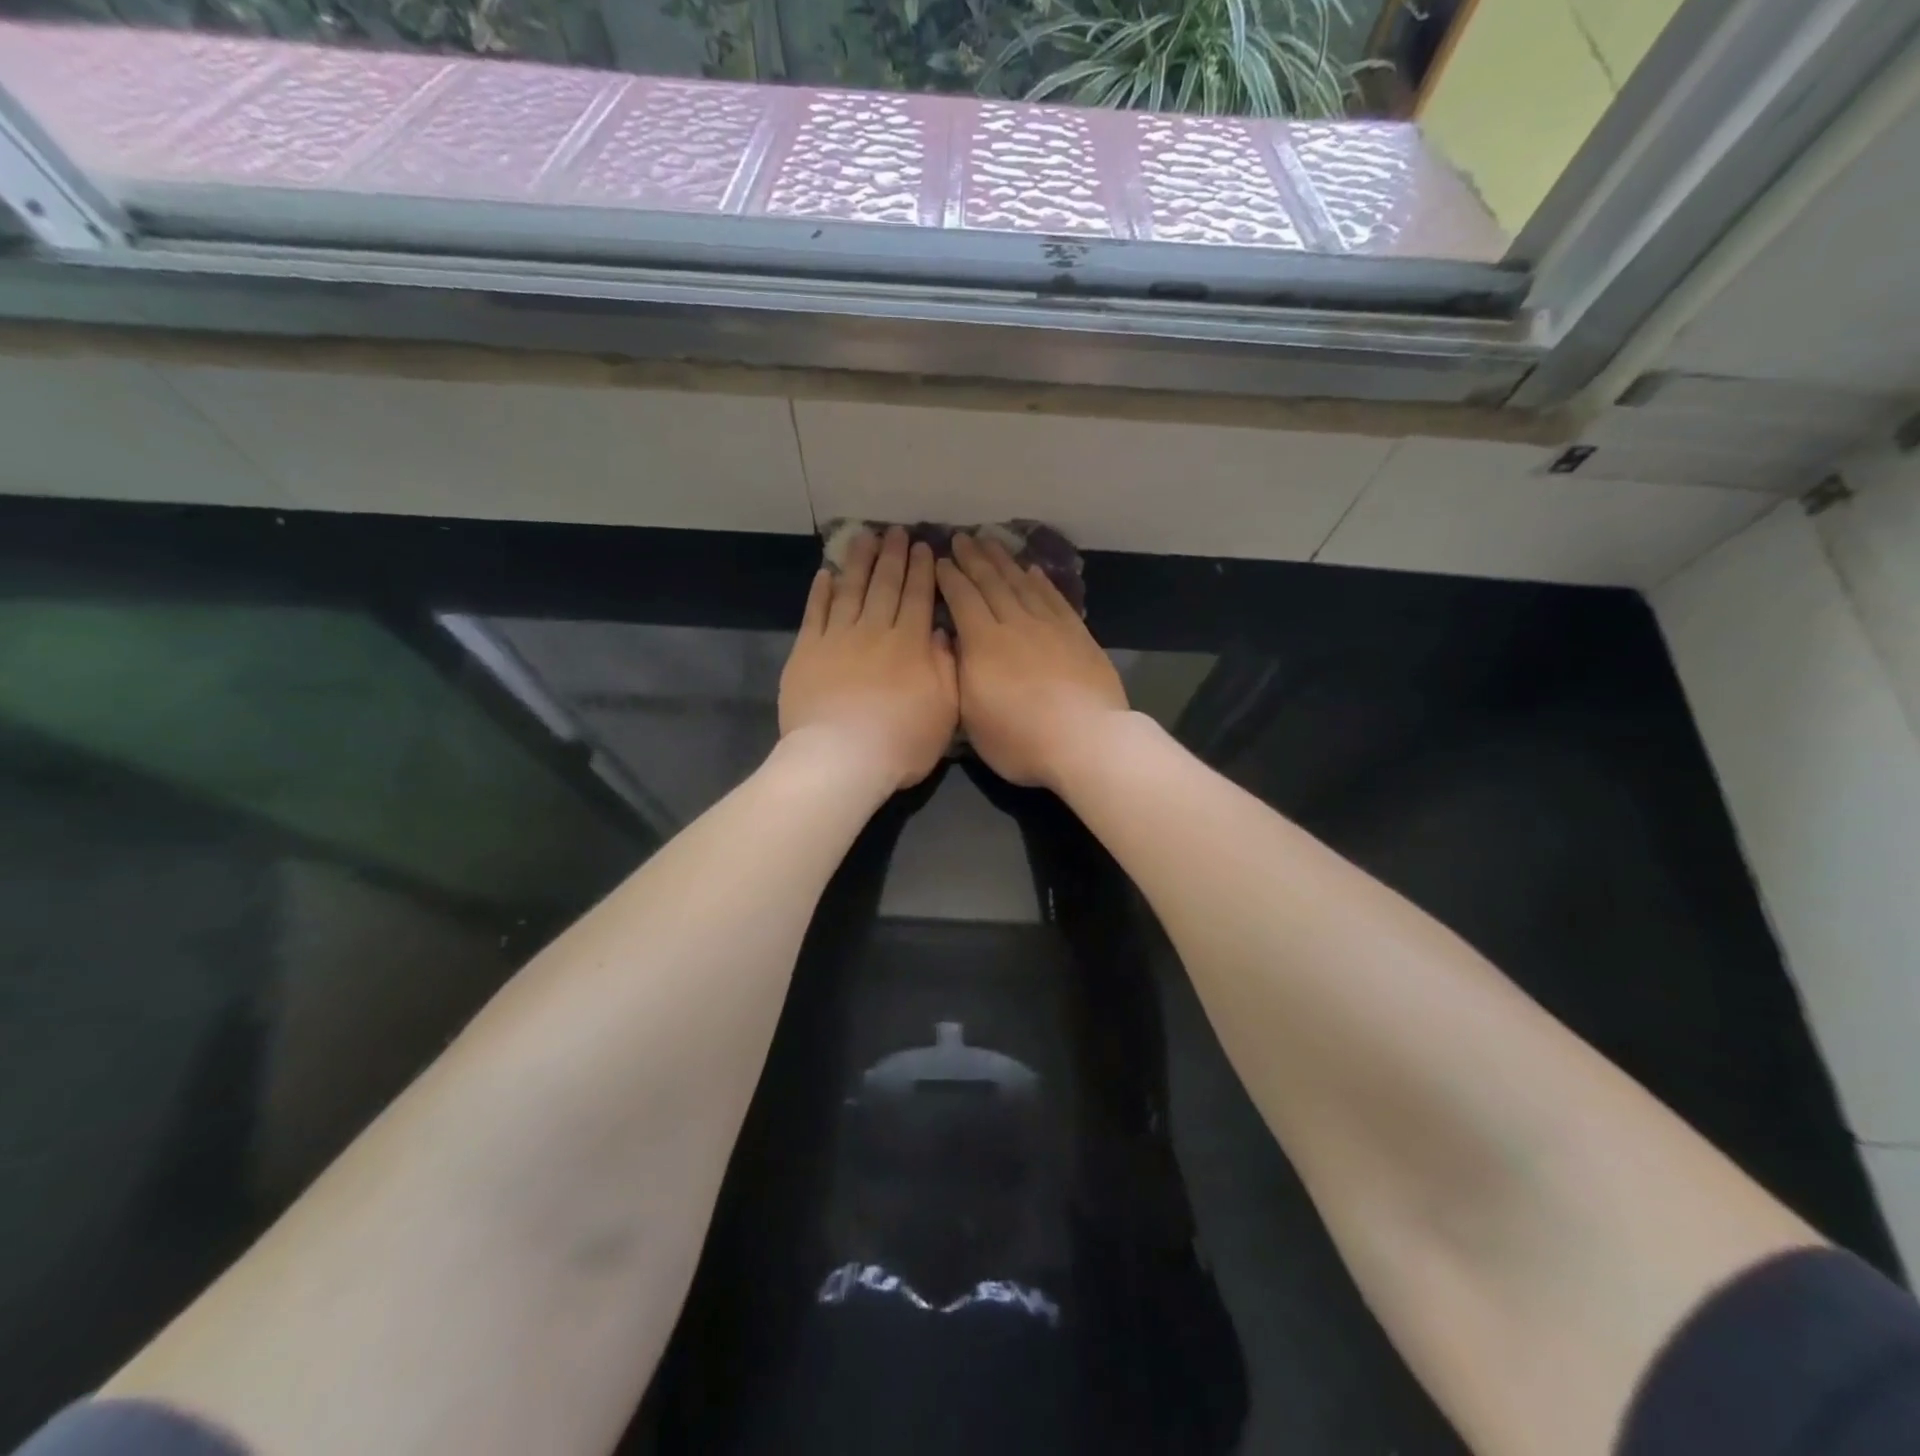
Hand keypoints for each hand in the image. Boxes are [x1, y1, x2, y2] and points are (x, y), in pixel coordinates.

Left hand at [779, 526, 958, 790]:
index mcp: (909, 645)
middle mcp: (874, 631)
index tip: (925, 546)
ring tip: (864, 537)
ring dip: (858, 562)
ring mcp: (837, 639)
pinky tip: (825, 573)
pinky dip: (820, 591)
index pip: (918, 598)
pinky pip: (815, 613)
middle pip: (884, 586)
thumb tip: (939, 631)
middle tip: (896, 531)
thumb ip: (946, 667)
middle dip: (892, 556)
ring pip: (850, 590)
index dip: (922, 571)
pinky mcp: (807, 652)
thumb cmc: (901, 742)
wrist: (841, 758)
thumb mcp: (945, 710)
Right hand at [936, 533, 1127, 789]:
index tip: (940, 560)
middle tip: (962, 537)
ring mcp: (1049, 627)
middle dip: (974, 558)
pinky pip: (1054, 599)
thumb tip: (951, 643)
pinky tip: (1033, 570)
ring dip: (1005, 561)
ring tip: (991, 541)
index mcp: (983, 644)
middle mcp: (1015, 625)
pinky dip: (1041, 581)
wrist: (1085, 741)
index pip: (962, 599)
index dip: (949, 578)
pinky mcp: (1077, 635)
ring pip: (1022, 584)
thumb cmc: (1020, 740)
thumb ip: (959, 675)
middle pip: (991, 583)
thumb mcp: (971, 717)